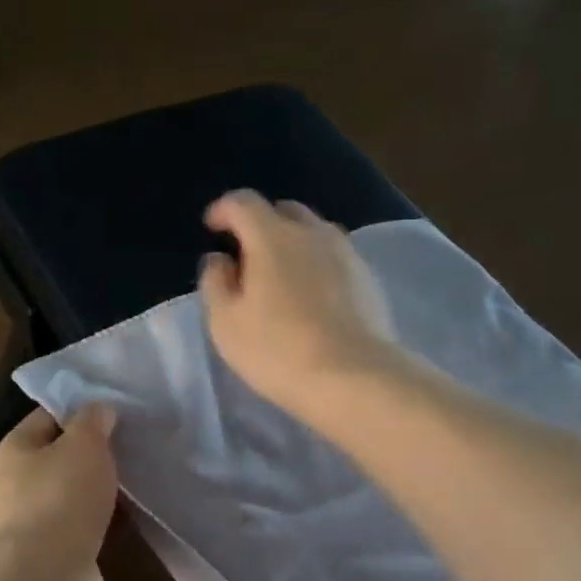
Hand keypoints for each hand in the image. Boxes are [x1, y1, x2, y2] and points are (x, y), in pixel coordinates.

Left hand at [0, 404, 118, 580]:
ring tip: (134, 482)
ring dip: (97, 491)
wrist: (48, 578)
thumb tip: (98, 410)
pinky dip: (101, 521)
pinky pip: (80, 526)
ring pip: (70, 495)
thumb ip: (93, 422)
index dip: (80, 411)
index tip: (116, 413)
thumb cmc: (62, 499)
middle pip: (58, 459)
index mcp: (13, 451)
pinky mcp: (52, 554)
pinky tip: (127, 518)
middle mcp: (14, 485)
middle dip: (92, 454)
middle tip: (130, 447)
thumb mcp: (84, 445)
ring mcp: (32, 523)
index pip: (46, 418)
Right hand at [197, 191, 398, 420]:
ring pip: (314, 233)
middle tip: (249, 255)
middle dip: (262, 224)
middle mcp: (313, 233)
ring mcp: (346, 253)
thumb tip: (220, 259)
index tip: (212, 227)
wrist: (352, 376)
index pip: (243, 203)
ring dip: (294, 243)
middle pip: (284, 211)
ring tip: (282, 275)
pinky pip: (336, 258)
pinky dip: (318, 265)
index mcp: (272, 236)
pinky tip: (313, 296)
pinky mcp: (369, 279)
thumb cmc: (277, 350)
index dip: (223, 210)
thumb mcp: (226, 323)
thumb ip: (216, 283)